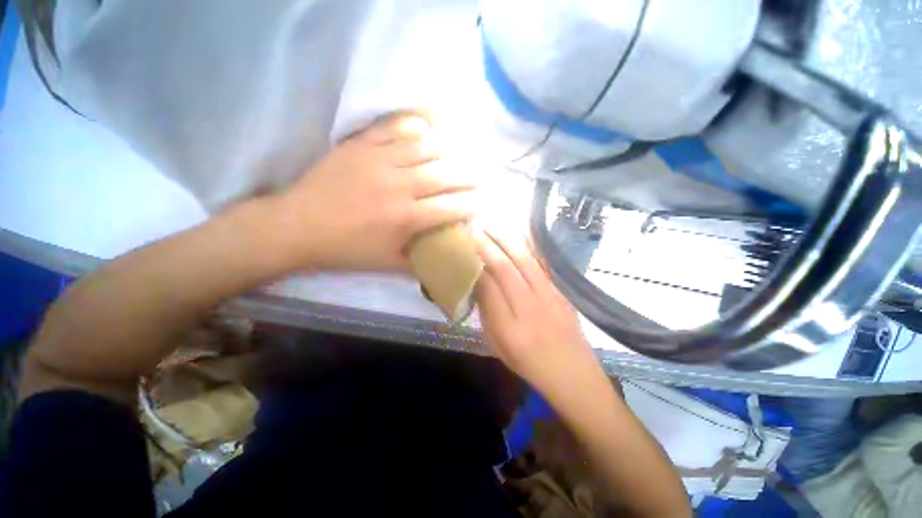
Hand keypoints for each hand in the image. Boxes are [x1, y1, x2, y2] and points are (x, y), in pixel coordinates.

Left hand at [276, 113, 476, 270]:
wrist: (298, 226)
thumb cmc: (347, 250)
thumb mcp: (388, 264)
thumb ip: (420, 262)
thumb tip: (442, 258)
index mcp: (406, 218)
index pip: (452, 207)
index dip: (471, 204)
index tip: (480, 202)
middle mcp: (399, 186)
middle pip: (446, 173)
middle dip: (467, 176)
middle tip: (476, 178)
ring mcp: (379, 161)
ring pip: (426, 146)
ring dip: (446, 152)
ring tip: (453, 158)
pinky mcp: (361, 145)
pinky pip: (396, 127)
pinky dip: (416, 127)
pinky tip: (426, 132)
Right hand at [474, 228, 598, 392]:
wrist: (574, 376)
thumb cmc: (530, 365)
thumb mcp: (499, 347)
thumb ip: (487, 314)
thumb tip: (479, 283)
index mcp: (509, 329)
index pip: (488, 287)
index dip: (475, 265)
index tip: (465, 248)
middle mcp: (529, 308)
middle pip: (505, 269)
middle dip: (487, 245)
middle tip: (475, 228)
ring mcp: (549, 297)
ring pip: (525, 261)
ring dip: (506, 239)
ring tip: (492, 224)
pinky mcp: (561, 292)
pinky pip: (542, 264)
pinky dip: (530, 245)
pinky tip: (521, 232)